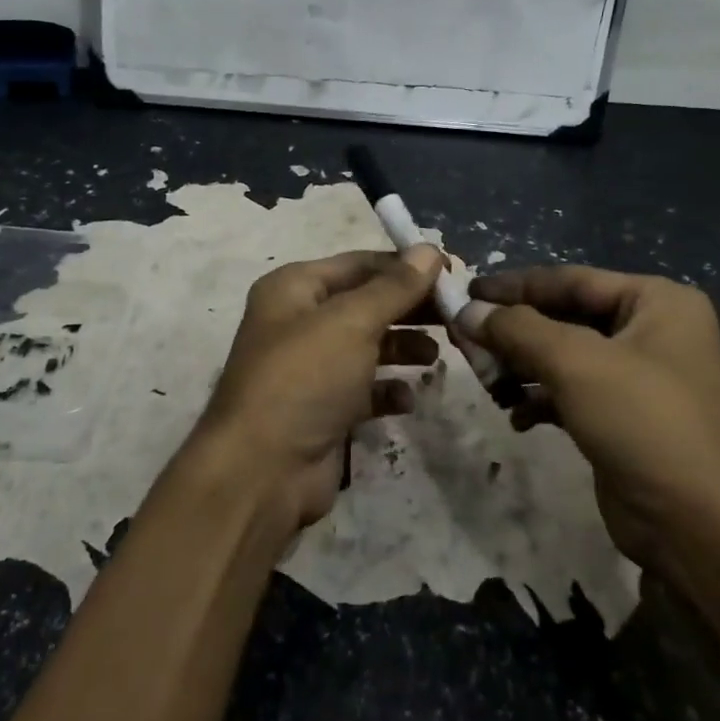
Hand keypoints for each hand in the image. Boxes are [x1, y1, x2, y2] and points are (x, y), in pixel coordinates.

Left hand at [192, 246, 445, 531]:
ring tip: (436, 356)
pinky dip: (388, 390)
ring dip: (404, 348)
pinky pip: (365, 389)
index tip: (452, 272)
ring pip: (368, 346)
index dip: (404, 266)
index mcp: (294, 288)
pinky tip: (406, 398)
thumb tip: (429, 249)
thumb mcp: (352, 322)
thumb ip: (394, 287)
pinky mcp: (323, 409)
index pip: (358, 264)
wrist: (263, 470)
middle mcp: (299, 322)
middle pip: (366, 303)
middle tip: (456, 315)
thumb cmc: (305, 378)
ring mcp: (311, 368)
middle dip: (409, 308)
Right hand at [459, 266, 719, 566]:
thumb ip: (517, 329)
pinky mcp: (623, 418)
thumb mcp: (576, 363)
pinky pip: (569, 393)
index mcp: (656, 302)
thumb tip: (466, 311)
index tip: (464, 292)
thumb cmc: (645, 423)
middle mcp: (650, 331)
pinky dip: (539, 399)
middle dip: (513, 332)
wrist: (702, 530)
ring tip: (486, 383)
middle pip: (563, 317)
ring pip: (562, 356)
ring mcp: (638, 377)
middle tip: (464, 341)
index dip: (513, 286)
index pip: (569, 279)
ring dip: (520, 367)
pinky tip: (516, 417)